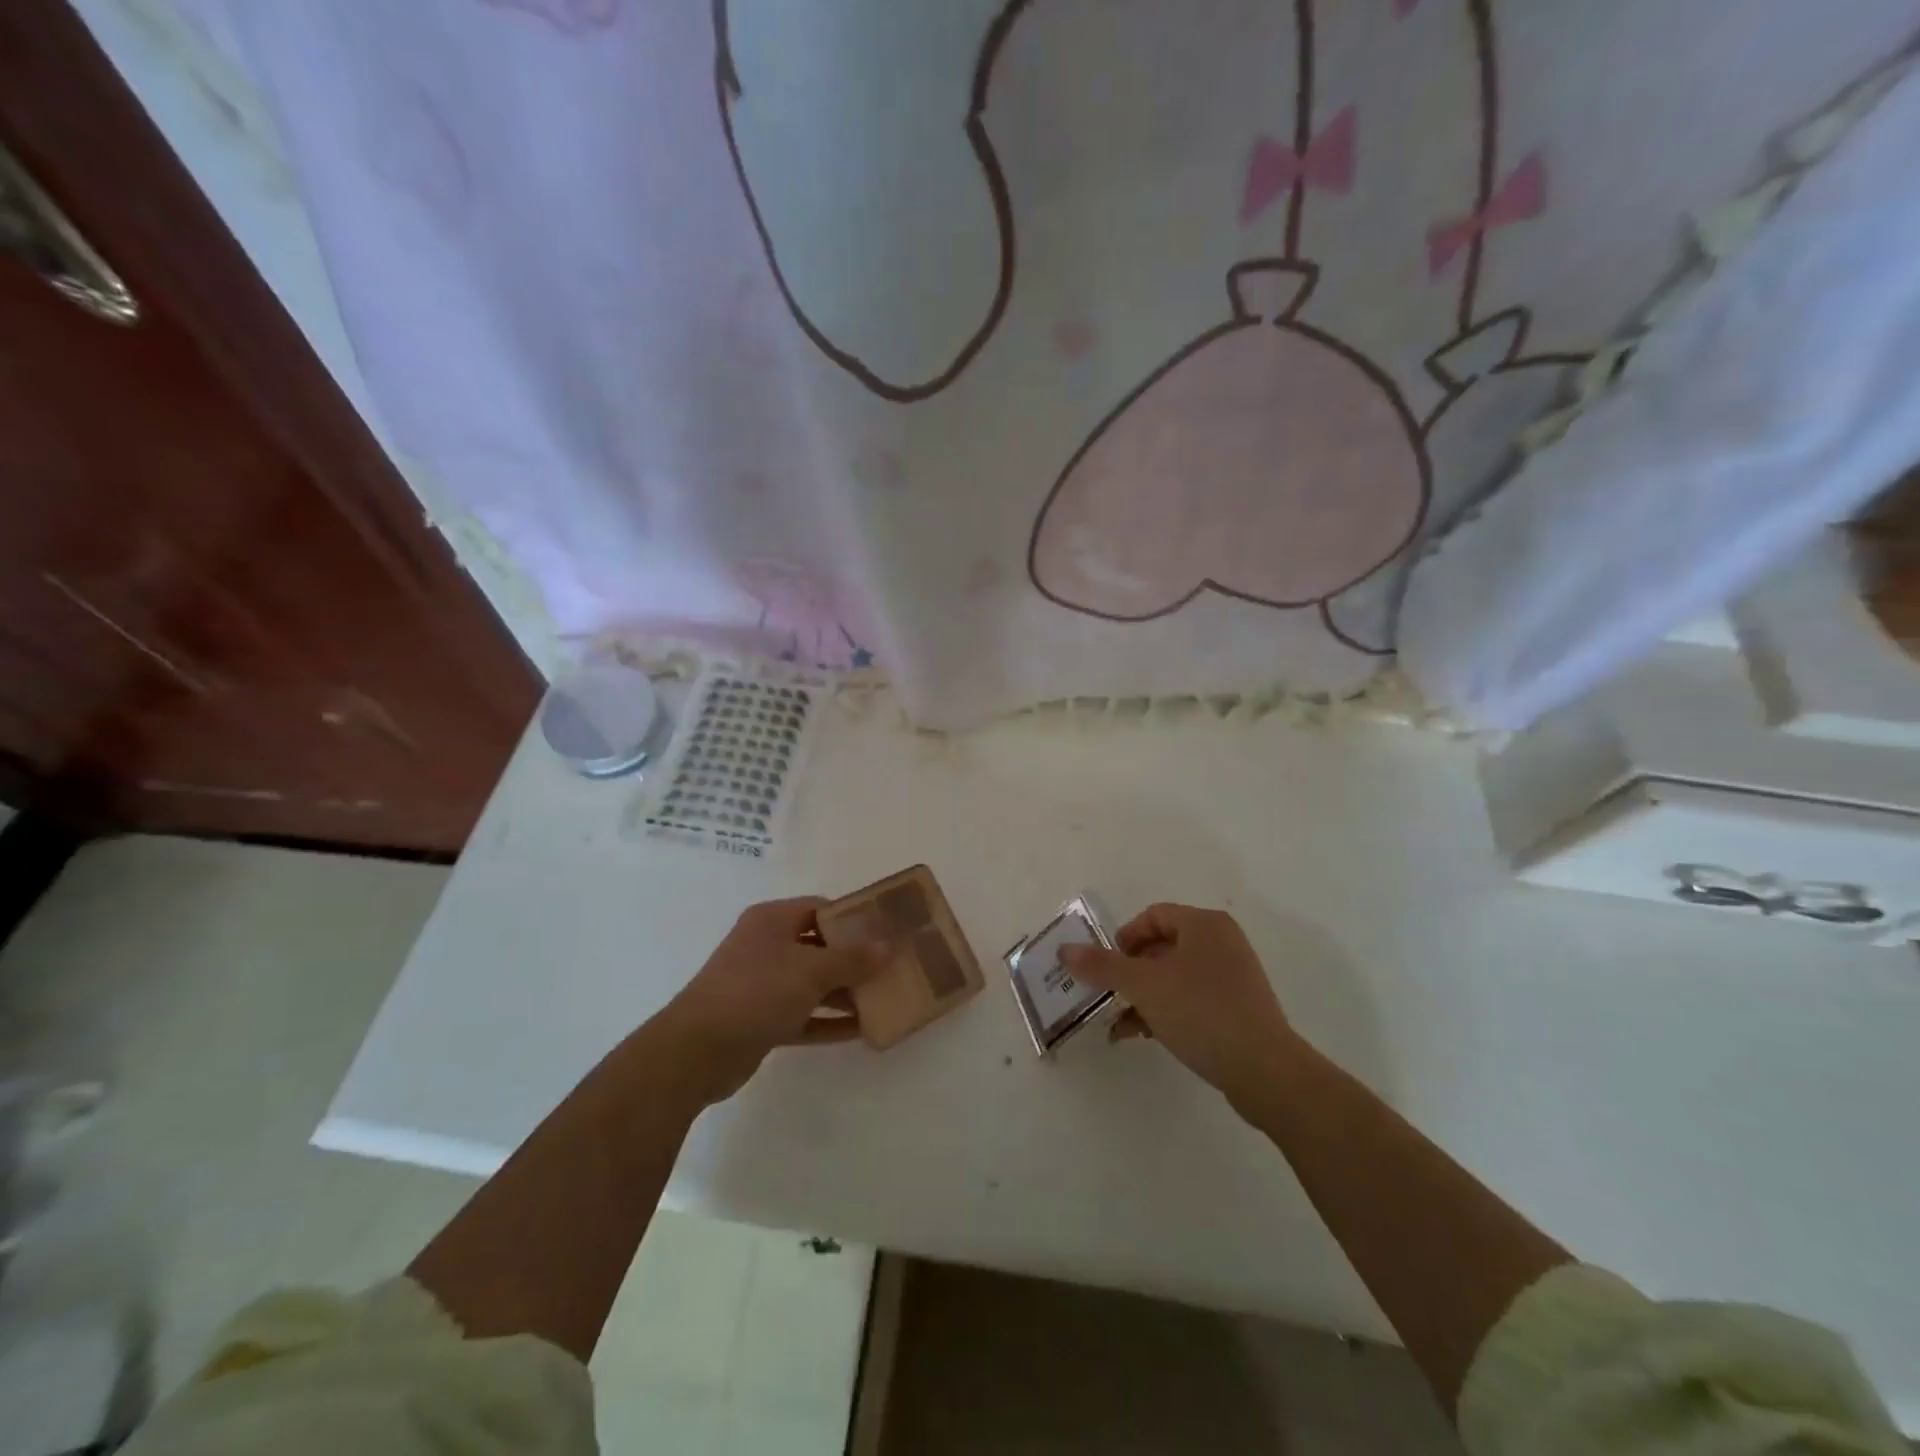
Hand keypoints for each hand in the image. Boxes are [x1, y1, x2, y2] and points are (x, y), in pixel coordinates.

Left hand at [652, 898, 888, 1105]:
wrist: (697, 1050)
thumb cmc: (756, 991)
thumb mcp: (810, 970)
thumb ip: (852, 959)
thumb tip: (887, 946)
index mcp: (772, 920)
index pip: (821, 908)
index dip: (854, 917)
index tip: (887, 930)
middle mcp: (766, 946)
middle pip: (819, 946)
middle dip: (855, 959)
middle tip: (891, 967)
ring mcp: (762, 985)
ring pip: (813, 983)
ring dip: (845, 992)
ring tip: (884, 999)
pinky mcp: (761, 1020)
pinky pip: (804, 1015)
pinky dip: (828, 1021)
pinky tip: (861, 1030)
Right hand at [1062, 903, 1301, 1113]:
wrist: (1265, 1071)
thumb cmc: (1201, 1012)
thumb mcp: (1144, 986)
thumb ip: (1102, 966)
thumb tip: (1065, 950)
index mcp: (1204, 924)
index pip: (1153, 916)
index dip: (1124, 938)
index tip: (1106, 967)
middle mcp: (1222, 943)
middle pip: (1162, 946)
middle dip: (1129, 971)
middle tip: (1108, 994)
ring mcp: (1233, 977)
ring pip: (1174, 977)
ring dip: (1143, 996)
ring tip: (1118, 1021)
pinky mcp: (1239, 1009)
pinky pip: (1192, 1000)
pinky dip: (1165, 1011)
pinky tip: (1141, 1035)